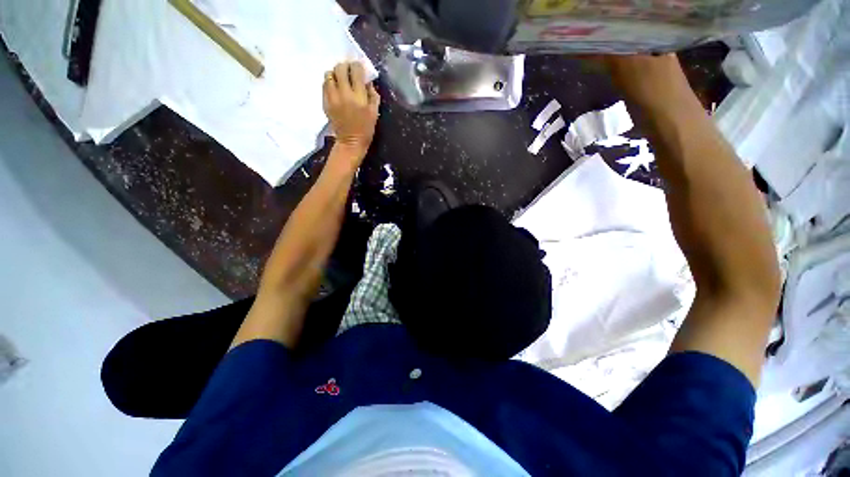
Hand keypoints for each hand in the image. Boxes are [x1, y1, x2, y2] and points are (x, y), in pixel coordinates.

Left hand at [323, 61, 380, 156]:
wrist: (350, 142)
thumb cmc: (366, 129)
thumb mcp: (375, 113)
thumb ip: (373, 95)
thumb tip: (367, 81)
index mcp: (358, 96)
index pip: (356, 70)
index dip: (358, 66)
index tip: (360, 69)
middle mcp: (344, 93)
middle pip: (340, 68)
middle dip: (345, 67)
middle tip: (349, 72)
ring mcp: (332, 97)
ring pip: (329, 74)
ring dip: (336, 74)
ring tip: (341, 80)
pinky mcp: (325, 102)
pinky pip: (324, 85)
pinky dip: (330, 83)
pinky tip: (335, 89)